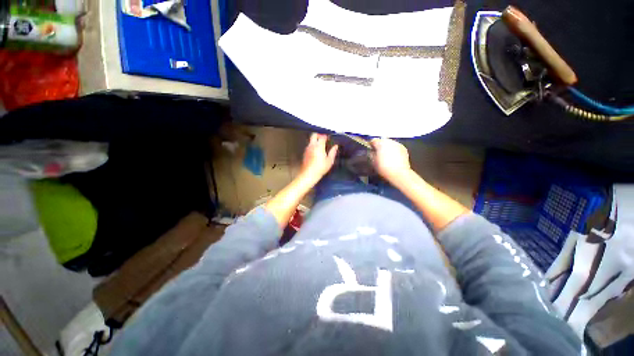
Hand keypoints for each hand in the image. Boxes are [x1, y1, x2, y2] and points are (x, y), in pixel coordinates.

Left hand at [300, 133, 337, 180]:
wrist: (308, 174)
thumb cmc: (320, 168)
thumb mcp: (329, 161)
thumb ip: (333, 152)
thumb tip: (335, 147)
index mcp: (319, 146)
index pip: (322, 136)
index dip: (326, 136)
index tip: (329, 138)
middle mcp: (312, 146)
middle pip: (314, 135)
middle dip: (319, 135)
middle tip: (324, 139)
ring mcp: (307, 149)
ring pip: (311, 140)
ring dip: (315, 140)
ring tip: (321, 146)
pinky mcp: (305, 153)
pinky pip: (309, 146)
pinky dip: (313, 146)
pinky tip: (316, 151)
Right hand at [371, 138, 411, 181]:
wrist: (399, 173)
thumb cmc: (383, 167)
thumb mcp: (373, 161)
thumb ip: (371, 154)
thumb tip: (372, 152)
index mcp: (380, 143)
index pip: (373, 140)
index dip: (371, 145)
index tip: (370, 151)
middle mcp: (389, 141)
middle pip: (382, 141)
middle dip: (380, 146)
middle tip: (378, 154)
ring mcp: (398, 144)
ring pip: (390, 144)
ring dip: (387, 148)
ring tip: (386, 156)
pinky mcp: (404, 149)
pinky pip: (396, 148)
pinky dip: (394, 151)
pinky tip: (393, 158)